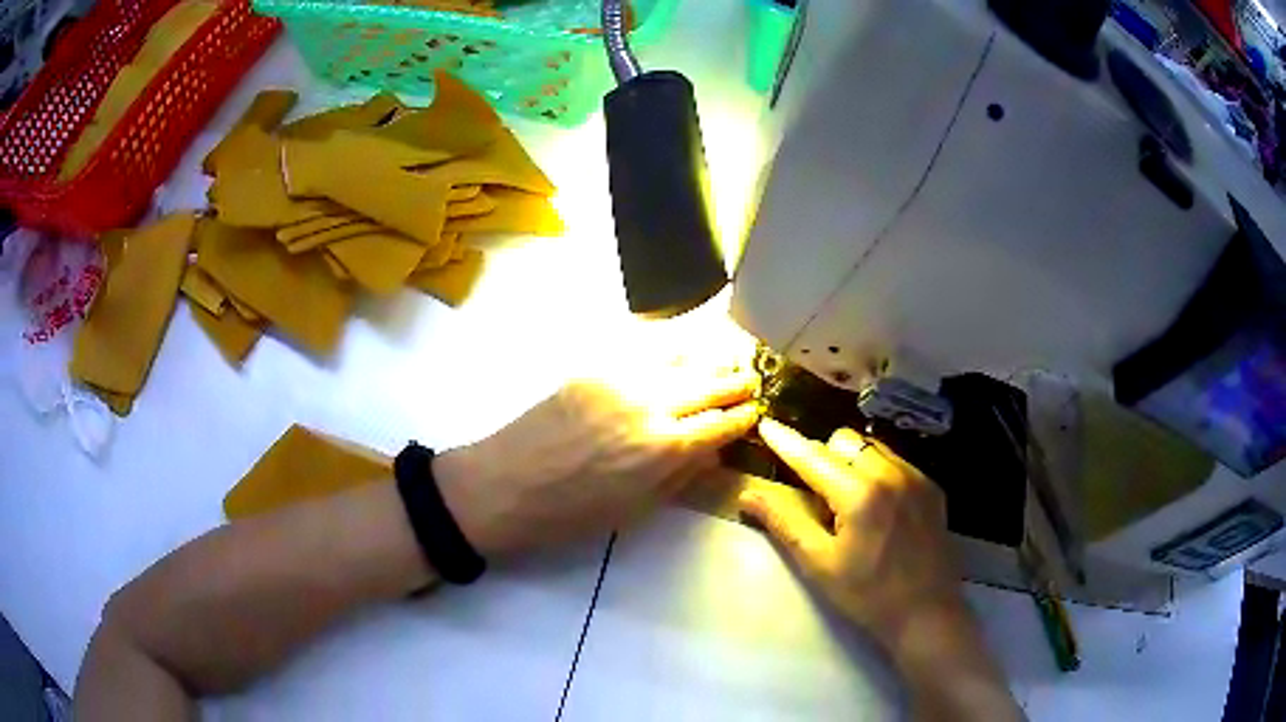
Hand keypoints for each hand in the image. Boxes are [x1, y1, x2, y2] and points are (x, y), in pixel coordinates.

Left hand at [434, 367, 759, 555]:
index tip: (757, 411)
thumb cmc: (569, 515)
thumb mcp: (635, 509)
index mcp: (665, 449)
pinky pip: (643, 351)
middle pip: (709, 384)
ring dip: (708, 360)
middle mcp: (651, 405)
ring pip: (680, 359)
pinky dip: (670, 351)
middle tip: (751, 380)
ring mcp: (621, 379)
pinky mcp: (594, 368)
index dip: (745, 416)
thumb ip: (680, 475)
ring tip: (725, 360)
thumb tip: (713, 450)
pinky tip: (680, 350)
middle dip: (736, 383)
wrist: (502, 486)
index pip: (722, 423)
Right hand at [740, 418, 962, 642]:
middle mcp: (891, 473)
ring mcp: (916, 478)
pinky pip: (896, 461)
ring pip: (872, 446)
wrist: (926, 613)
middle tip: (815, 493)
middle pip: (845, 441)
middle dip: (823, 456)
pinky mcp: (932, 487)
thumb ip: (785, 522)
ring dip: (851, 460)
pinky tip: (877, 507)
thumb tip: (748, 494)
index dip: (786, 442)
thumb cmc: (867, 595)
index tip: (766, 424)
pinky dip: (877, 471)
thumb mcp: (819, 564)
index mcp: (860, 494)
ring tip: (848, 500)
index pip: (814, 457)